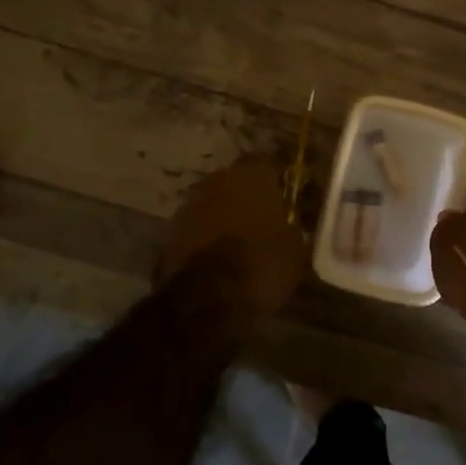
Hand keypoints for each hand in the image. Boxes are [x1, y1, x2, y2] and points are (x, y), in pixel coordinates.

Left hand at [158, 156, 309, 315]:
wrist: (205, 301)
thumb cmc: (260, 266)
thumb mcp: (295, 249)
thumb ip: (292, 225)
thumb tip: (291, 222)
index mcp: (251, 176)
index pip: (268, 163)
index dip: (278, 179)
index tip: (287, 194)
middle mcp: (217, 181)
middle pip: (236, 181)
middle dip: (248, 196)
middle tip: (263, 218)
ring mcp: (189, 205)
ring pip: (213, 203)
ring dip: (224, 216)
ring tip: (239, 241)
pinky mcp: (169, 233)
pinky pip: (196, 228)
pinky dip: (205, 237)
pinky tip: (217, 258)